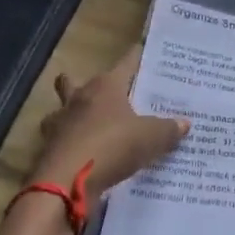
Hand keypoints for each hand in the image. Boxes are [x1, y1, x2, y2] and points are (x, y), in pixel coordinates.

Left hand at [30, 44, 188, 200]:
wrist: (66, 183)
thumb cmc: (112, 146)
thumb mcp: (151, 138)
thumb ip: (168, 129)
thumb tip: (184, 123)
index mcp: (105, 85)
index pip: (126, 62)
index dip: (137, 57)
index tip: (144, 51)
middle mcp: (79, 97)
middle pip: (77, 81)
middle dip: (87, 86)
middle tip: (107, 95)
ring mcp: (59, 123)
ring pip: (62, 110)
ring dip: (71, 115)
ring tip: (88, 125)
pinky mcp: (49, 148)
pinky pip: (60, 140)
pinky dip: (69, 144)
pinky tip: (83, 154)